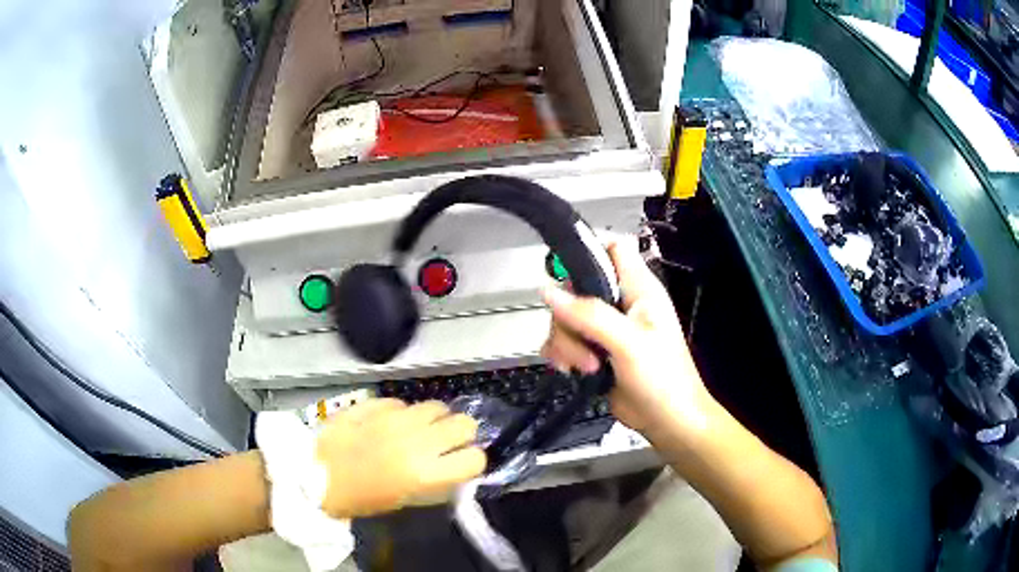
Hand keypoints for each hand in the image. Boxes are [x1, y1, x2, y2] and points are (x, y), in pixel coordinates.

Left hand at [315, 399, 485, 517]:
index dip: (472, 460)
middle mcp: (418, 442)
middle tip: (446, 442)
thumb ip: (434, 481)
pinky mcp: (376, 404)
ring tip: (419, 429)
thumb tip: (451, 466)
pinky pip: (403, 402)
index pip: (475, 458)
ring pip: (437, 406)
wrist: (313, 475)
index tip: (462, 463)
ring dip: (434, 419)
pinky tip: (390, 423)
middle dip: (461, 433)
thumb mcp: (404, 499)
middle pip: (464, 423)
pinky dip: (403, 412)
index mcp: (426, 473)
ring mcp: (396, 418)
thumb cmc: (359, 499)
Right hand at [540, 236, 713, 440]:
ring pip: (566, 317)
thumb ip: (589, 314)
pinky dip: (562, 355)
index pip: (612, 249)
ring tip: (585, 368)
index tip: (565, 272)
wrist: (667, 421)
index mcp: (639, 289)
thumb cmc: (663, 379)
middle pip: (577, 288)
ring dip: (566, 343)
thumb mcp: (629, 342)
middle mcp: (621, 303)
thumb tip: (548, 291)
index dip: (588, 251)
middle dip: (569, 317)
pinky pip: (565, 341)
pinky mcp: (594, 351)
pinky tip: (571, 371)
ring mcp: (606, 329)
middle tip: (583, 346)